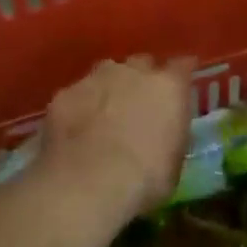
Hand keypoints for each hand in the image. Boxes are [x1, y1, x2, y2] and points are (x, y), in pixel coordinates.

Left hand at [39, 55, 195, 220]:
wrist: (90, 182)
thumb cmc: (146, 179)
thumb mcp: (174, 162)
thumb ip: (170, 133)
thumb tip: (163, 131)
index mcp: (167, 87)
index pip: (181, 66)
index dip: (180, 74)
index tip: (179, 84)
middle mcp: (132, 72)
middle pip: (140, 64)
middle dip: (141, 78)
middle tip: (139, 103)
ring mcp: (95, 79)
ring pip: (105, 74)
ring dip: (109, 88)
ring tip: (105, 115)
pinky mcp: (65, 94)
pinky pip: (76, 95)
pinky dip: (79, 107)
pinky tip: (77, 129)